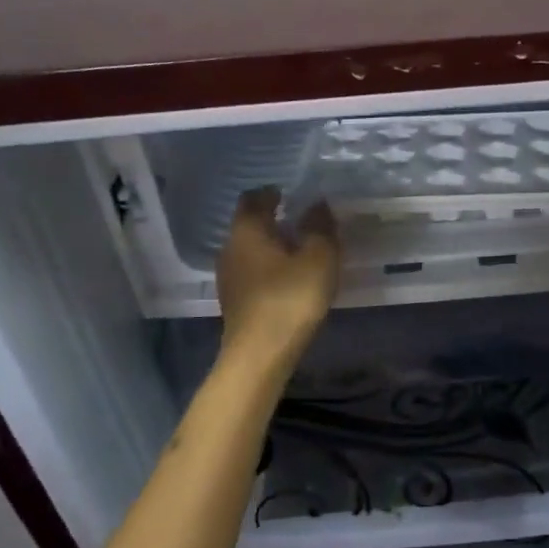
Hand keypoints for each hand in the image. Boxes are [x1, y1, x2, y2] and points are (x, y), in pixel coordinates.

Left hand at [217, 188, 339, 360]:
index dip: (271, 192)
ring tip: (299, 249)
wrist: (259, 355)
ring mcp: (229, 277)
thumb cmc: (290, 298)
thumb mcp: (318, 258)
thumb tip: (317, 203)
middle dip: (272, 219)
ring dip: (271, 245)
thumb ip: (320, 227)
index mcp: (247, 230)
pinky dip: (269, 267)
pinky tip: (288, 278)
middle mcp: (230, 248)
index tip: (291, 194)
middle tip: (301, 220)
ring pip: (250, 249)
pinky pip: (252, 272)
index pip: (253, 198)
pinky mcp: (234, 301)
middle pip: (249, 224)